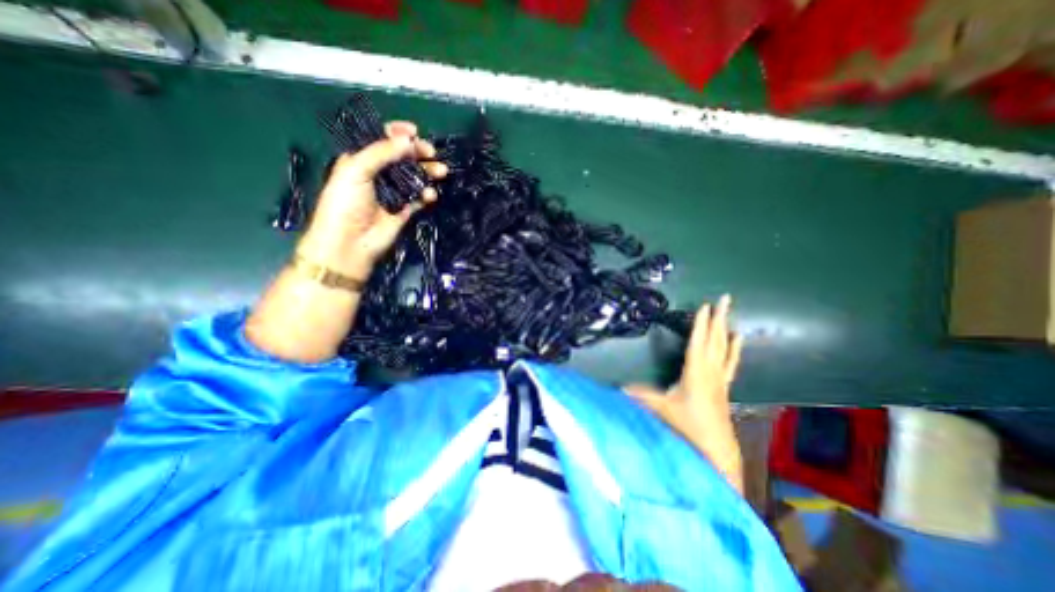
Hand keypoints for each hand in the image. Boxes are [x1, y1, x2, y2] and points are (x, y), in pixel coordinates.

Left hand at [294, 121, 444, 282]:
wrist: (351, 242)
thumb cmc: (346, 202)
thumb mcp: (356, 169)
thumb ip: (382, 152)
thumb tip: (409, 140)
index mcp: (361, 159)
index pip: (381, 140)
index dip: (397, 133)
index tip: (414, 132)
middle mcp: (378, 174)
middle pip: (402, 157)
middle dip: (417, 152)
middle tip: (431, 152)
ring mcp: (393, 192)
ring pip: (414, 176)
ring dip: (427, 172)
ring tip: (441, 172)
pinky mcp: (404, 210)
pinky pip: (419, 198)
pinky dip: (427, 194)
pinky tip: (431, 194)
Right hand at [620, 293, 744, 490]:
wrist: (717, 449)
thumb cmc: (689, 427)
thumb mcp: (662, 409)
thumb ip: (641, 395)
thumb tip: (618, 386)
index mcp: (696, 372)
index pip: (698, 342)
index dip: (701, 324)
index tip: (706, 306)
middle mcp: (711, 371)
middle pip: (716, 340)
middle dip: (719, 319)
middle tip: (726, 299)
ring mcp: (720, 378)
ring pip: (724, 348)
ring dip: (725, 329)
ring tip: (730, 314)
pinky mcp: (724, 386)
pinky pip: (731, 362)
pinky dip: (734, 349)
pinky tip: (738, 340)